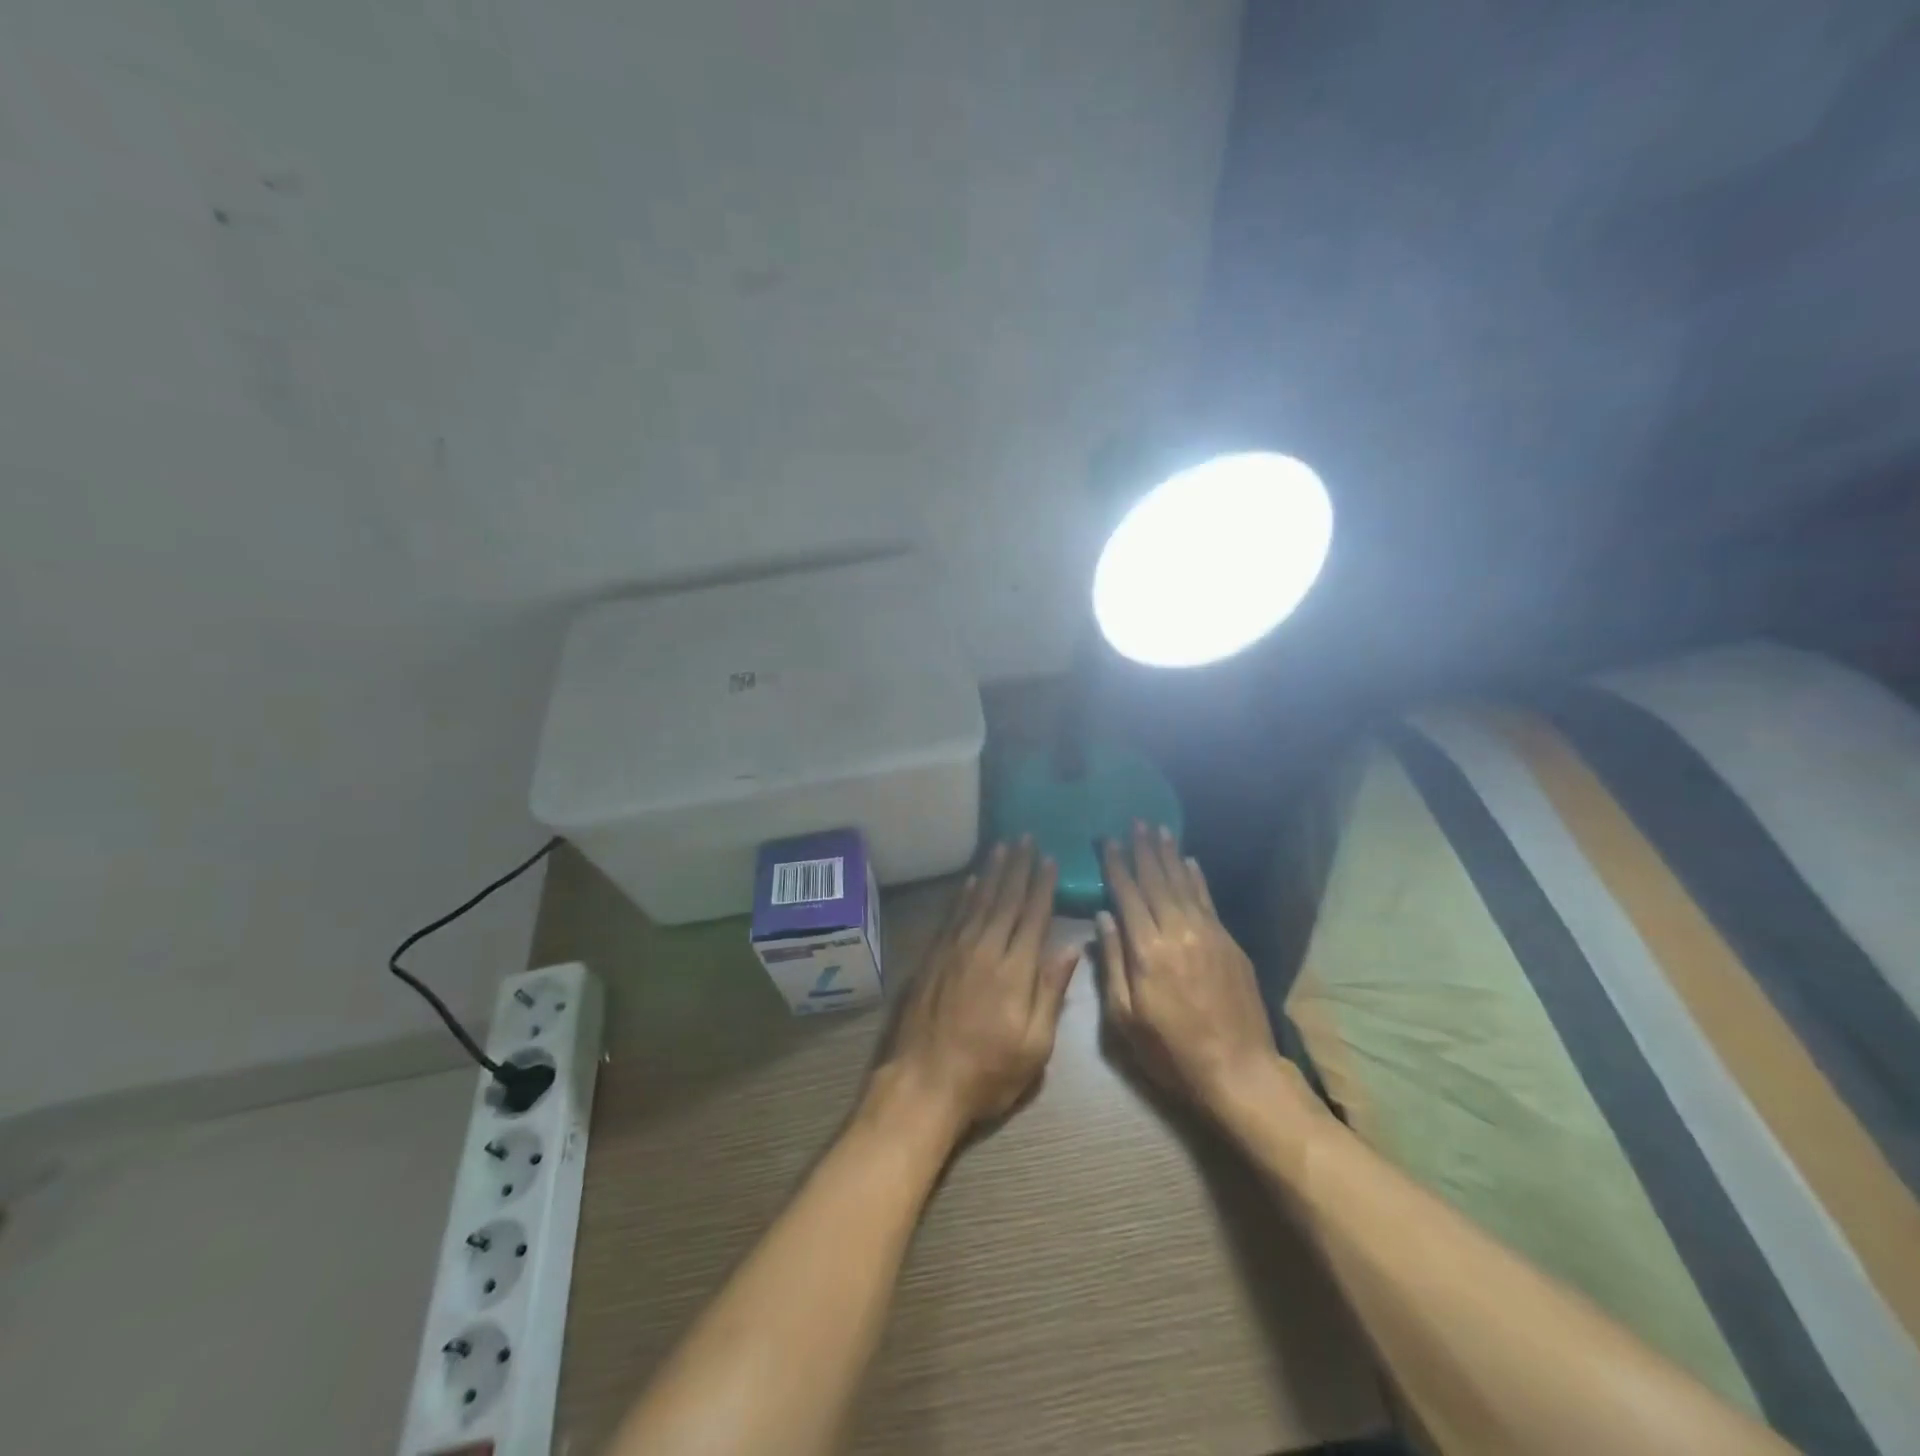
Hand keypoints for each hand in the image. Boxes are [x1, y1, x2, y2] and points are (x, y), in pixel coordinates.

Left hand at [872, 839, 1080, 1142]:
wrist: (923, 1083)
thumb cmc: (988, 1073)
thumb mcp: (1035, 1046)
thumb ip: (1051, 992)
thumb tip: (1072, 948)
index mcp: (1015, 971)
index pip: (1033, 917)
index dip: (1042, 887)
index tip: (1049, 859)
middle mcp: (985, 950)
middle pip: (1005, 900)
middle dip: (1018, 868)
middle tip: (1025, 838)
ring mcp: (954, 951)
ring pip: (978, 902)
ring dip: (991, 873)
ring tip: (1002, 847)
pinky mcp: (932, 958)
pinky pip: (952, 916)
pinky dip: (964, 895)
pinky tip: (970, 881)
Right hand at [1097, 824, 1287, 1119]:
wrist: (1238, 1071)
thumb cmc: (1171, 1051)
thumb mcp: (1125, 1018)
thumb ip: (1112, 964)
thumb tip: (1102, 919)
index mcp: (1146, 951)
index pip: (1127, 895)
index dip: (1117, 866)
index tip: (1108, 840)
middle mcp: (1177, 932)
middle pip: (1156, 881)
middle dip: (1143, 850)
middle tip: (1135, 822)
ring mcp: (1207, 935)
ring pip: (1183, 884)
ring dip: (1169, 855)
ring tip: (1159, 830)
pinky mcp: (1229, 943)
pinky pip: (1208, 900)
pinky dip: (1197, 878)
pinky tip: (1190, 862)